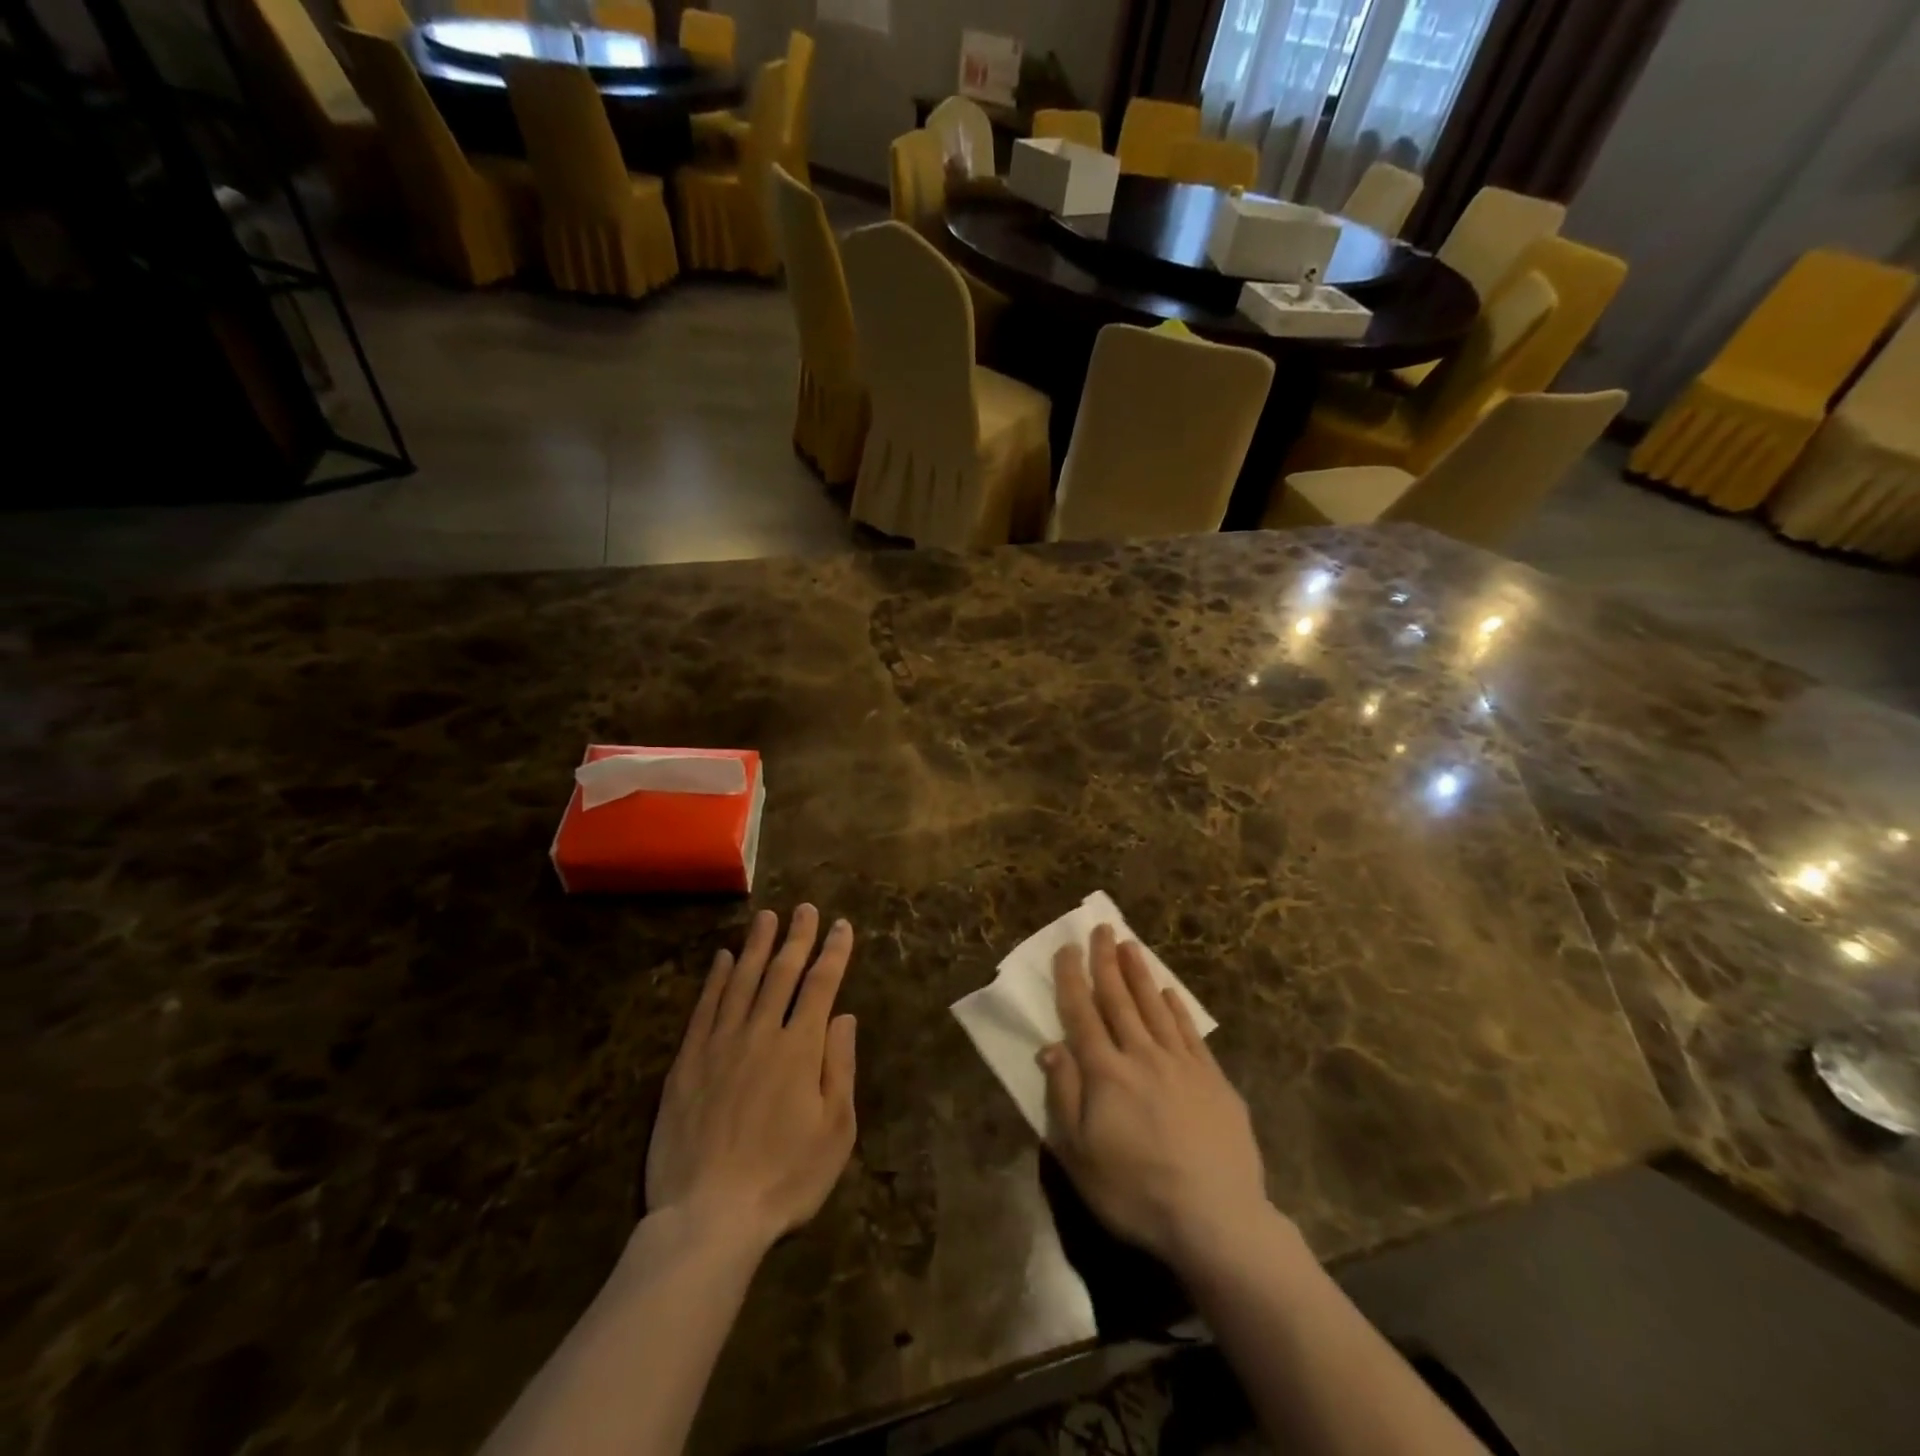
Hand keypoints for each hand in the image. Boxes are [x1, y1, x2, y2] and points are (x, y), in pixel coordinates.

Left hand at [645, 906, 856, 1253]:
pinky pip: (704, 1008)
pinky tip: (724, 959)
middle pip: (782, 973)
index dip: (833, 952)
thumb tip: (844, 1015)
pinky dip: (716, 979)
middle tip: (804, 908)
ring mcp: (720, 1045)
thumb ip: (839, 1066)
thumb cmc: (784, 1179)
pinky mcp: (687, 1063)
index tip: (841, 926)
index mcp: (800, 1049)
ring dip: (757, 946)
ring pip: (742, 981)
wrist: (708, 1218)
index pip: (821, 986)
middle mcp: (760, 1034)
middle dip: (797, 937)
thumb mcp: (835, 1131)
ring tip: (767, 916)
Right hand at [1038, 925, 1269, 1268]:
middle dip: (1106, 961)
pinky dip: (1176, 1008)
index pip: (1082, 1014)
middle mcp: (1141, 1055)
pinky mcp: (1213, 1079)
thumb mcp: (1080, 1155)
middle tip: (1102, 928)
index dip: (1072, 978)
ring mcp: (1181, 1064)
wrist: (1217, 1220)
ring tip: (1130, 945)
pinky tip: (1169, 993)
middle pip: (1119, 999)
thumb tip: (1049, 1047)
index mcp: (1105, 1073)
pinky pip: (1190, 1032)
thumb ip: (1063, 1095)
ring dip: (1140, 973)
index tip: (1067, 948)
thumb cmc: (1136, 1192)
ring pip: (1155, 1007)